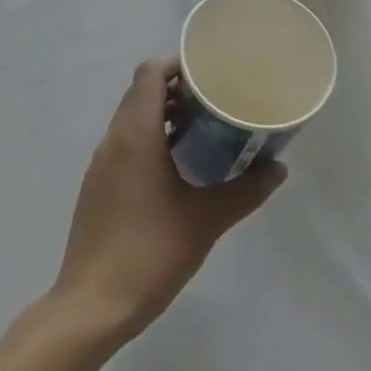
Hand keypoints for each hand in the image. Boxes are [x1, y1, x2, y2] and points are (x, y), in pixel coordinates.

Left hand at [53, 58, 285, 341]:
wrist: (91, 306)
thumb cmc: (150, 253)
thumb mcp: (206, 220)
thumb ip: (245, 190)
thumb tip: (279, 168)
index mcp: (135, 134)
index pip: (150, 73)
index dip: (179, 64)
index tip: (211, 72)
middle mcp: (113, 139)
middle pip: (141, 91)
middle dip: (178, 87)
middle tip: (217, 98)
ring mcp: (102, 163)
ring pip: (132, 117)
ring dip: (164, 113)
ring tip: (205, 128)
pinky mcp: (98, 186)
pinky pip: (125, 142)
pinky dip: (151, 137)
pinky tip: (178, 164)